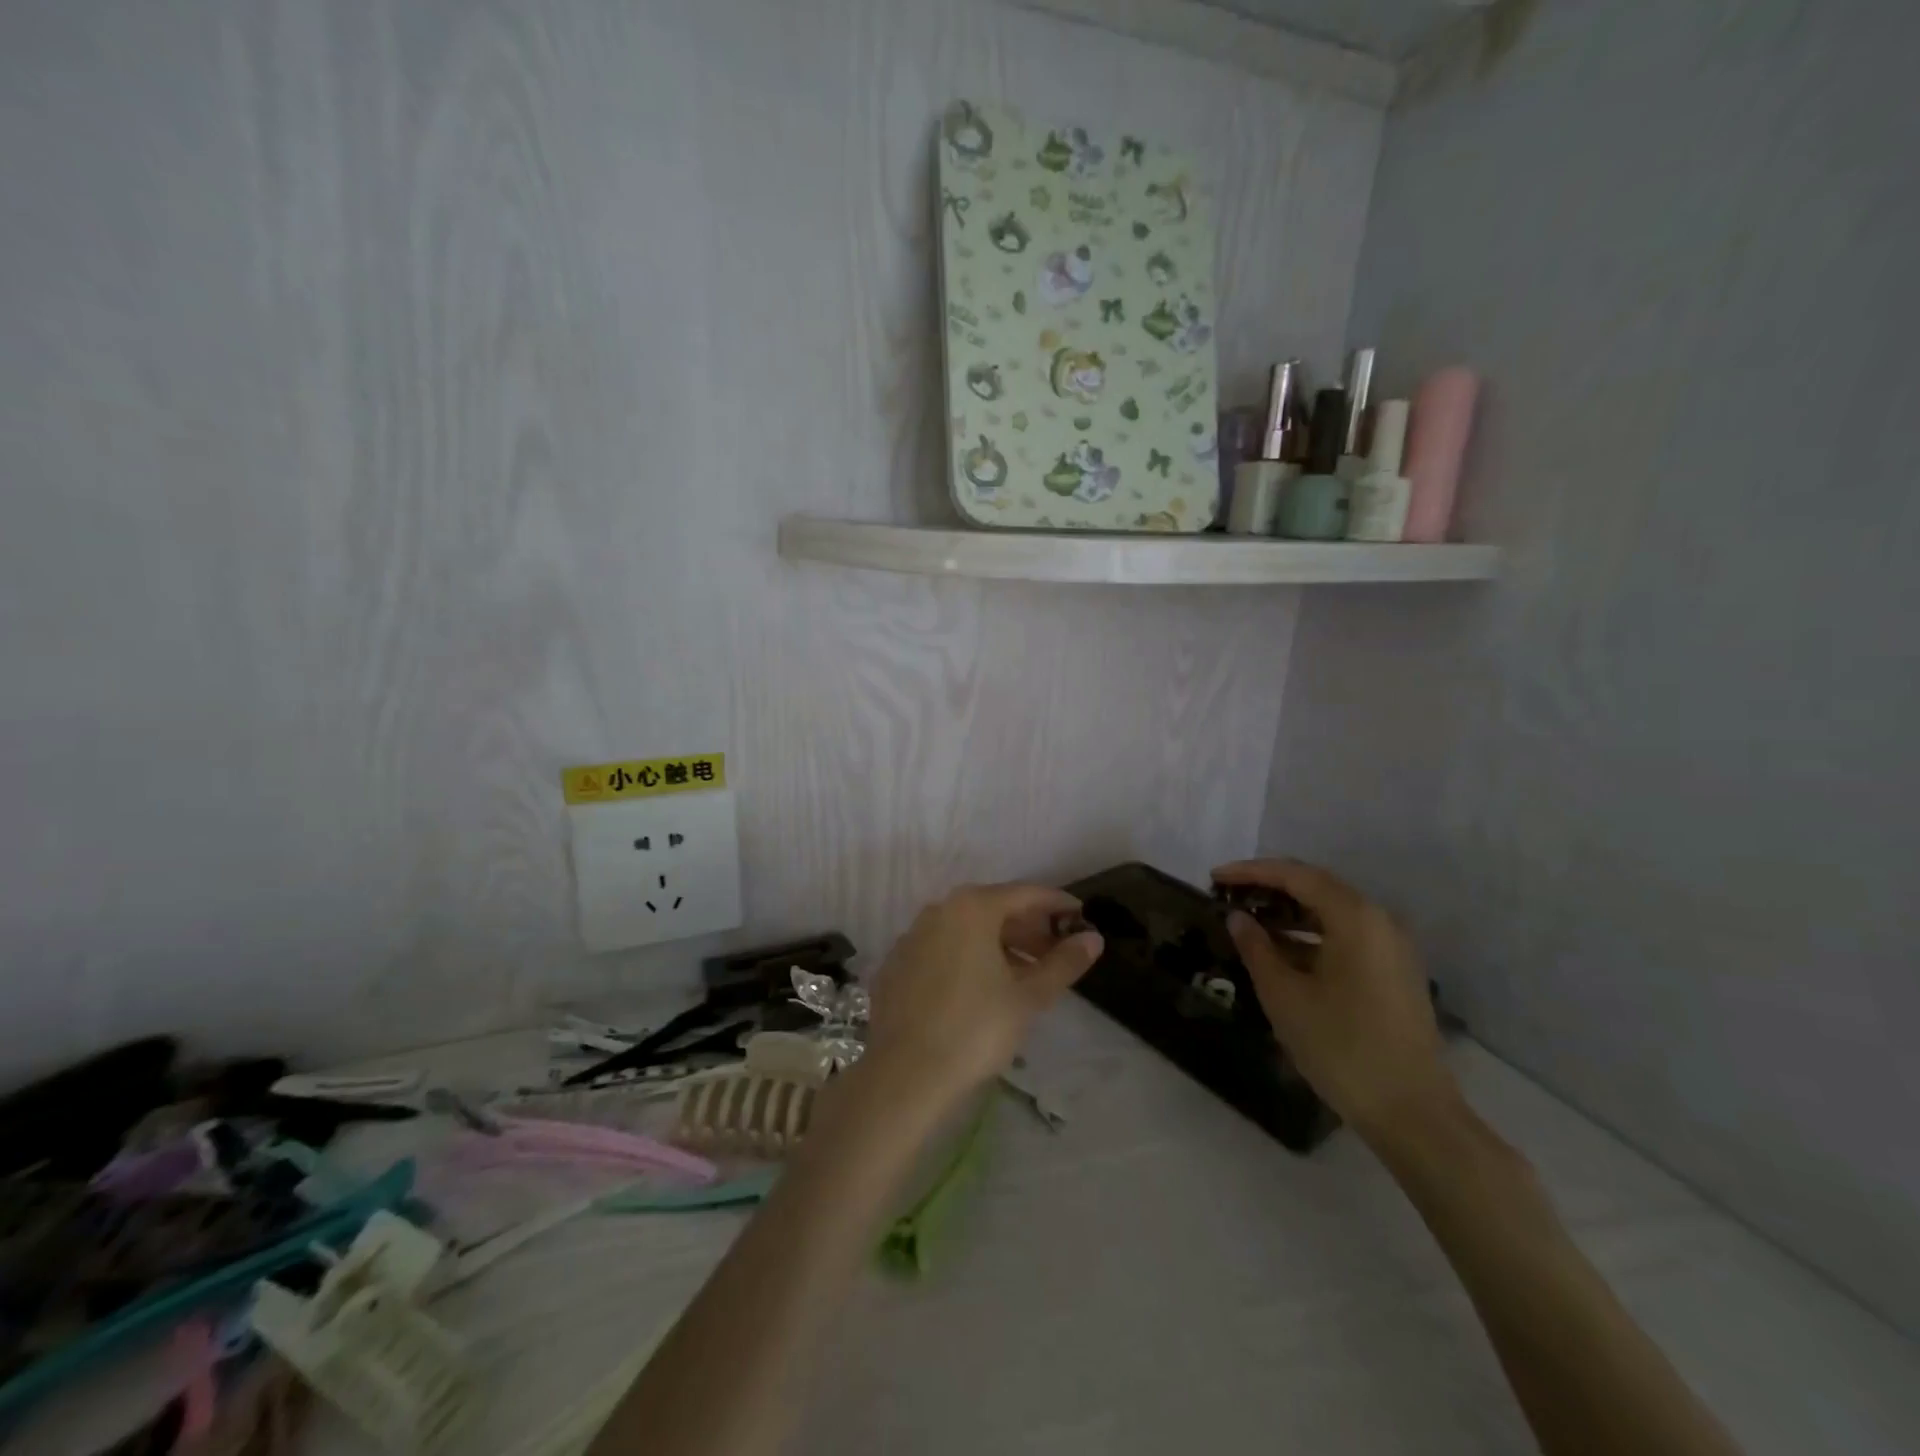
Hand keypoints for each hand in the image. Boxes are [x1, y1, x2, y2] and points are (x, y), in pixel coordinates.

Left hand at [865, 883, 1103, 1113]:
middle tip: (1057, 954)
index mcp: (972, 908)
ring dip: (1000, 946)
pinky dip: (967, 959)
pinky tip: (982, 990)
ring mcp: (912, 936)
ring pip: (966, 930)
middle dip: (1028, 929)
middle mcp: (939, 910)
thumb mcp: (1028, 997)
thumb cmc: (975, 1029)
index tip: (1081, 917)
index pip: (1026, 894)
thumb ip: (1064, 963)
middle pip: (994, 909)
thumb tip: (1093, 938)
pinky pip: (942, 950)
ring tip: (1026, 976)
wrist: (905, 1074)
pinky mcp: (896, 965)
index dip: (1057, 905)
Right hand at [1213, 859, 1456, 1142]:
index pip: (1295, 876)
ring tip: (1247, 922)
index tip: (1214, 878)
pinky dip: (1311, 935)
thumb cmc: (1341, 1047)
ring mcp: (1392, 947)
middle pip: (1316, 888)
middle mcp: (1379, 921)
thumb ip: (1256, 947)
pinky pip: (1345, 936)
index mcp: (1355, 917)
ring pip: (1331, 913)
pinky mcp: (1394, 972)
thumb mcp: (1284, 995)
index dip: (1251, 872)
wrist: (1412, 1113)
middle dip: (1269, 888)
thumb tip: (1237, 917)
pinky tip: (1280, 951)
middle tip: (1228, 895)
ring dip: (1289, 913)